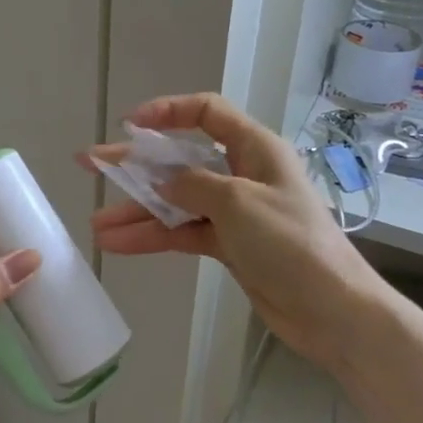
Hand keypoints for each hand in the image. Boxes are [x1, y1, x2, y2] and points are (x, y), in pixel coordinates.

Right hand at [83, 93, 389, 365]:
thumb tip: (160, 181)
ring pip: (175, 201)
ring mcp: (233, 211)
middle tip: (90, 164)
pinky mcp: (228, 245)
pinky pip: (182, 232)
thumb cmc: (291, 243)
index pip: (206, 113)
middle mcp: (242, 173)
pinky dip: (153, 237)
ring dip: (138, 211)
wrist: (332, 310)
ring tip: (96, 224)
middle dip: (135, 165)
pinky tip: (119, 244)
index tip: (129, 126)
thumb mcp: (238, 203)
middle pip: (180, 160)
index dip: (167, 112)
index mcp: (254, 148)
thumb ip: (192, 185)